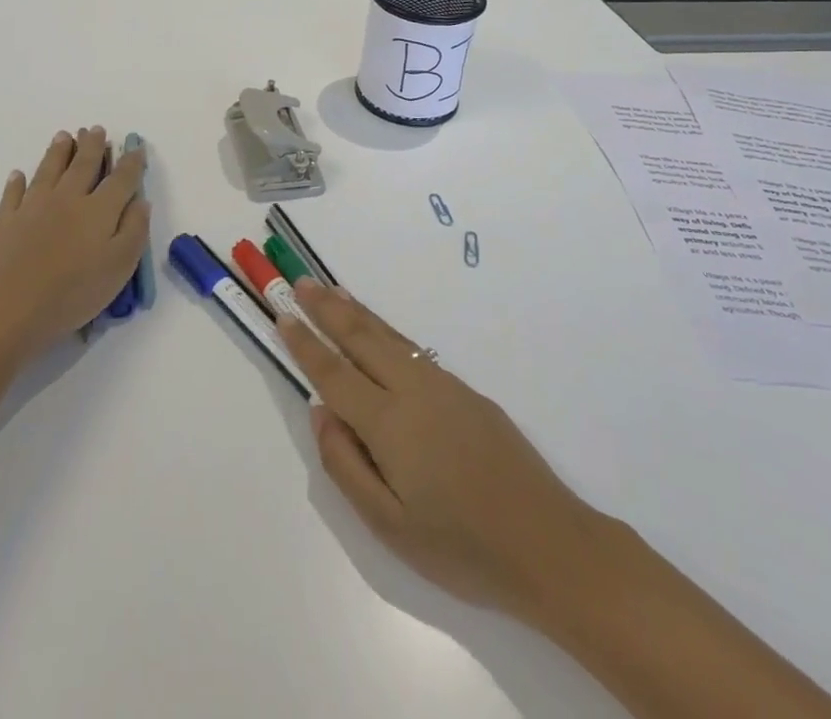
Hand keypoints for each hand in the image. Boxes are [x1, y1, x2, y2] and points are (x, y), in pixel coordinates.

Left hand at [0, 128, 149, 357]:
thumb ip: (134, 230)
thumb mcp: (119, 267)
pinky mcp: (3, 222)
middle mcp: (67, 199)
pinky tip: (18, 174)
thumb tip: (140, 201)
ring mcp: (32, 207)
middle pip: (83, 165)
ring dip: (58, 152)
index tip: (136, 147)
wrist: (6, 308)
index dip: (131, 163)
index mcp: (99, 210)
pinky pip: (12, 194)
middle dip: (92, 146)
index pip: (121, 179)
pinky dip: (16, 182)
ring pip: (48, 171)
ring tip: (63, 136)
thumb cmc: (71, 293)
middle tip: (95, 129)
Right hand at [279, 280, 610, 621]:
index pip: (334, 373)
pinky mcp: (467, 391)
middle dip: (328, 309)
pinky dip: (387, 331)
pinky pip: (414, 349)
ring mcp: (444, 385)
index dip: (306, 344)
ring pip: (390, 337)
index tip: (283, 317)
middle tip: (301, 284)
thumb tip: (320, 412)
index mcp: (389, 423)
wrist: (547, 542)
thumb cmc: (461, 547)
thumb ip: (346, 465)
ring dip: (358, 312)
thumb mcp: (389, 526)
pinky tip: (381, 332)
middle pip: (361, 338)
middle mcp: (413, 390)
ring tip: (333, 292)